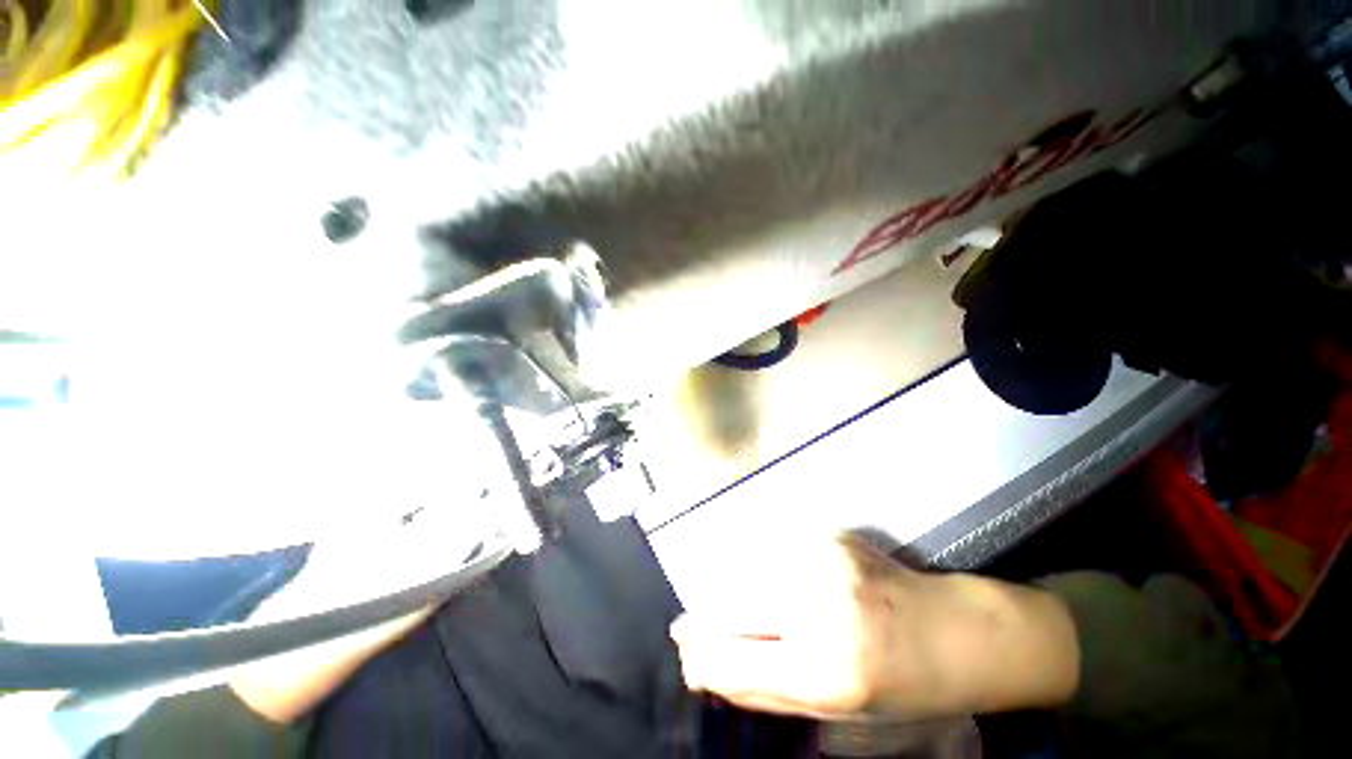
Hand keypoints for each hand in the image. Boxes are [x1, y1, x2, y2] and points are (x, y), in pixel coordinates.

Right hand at [669, 535, 1079, 720]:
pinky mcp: (834, 535)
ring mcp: (828, 561)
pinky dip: (767, 567)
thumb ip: (764, 689)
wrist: (960, 633)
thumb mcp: (833, 711)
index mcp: (827, 673)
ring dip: (739, 588)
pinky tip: (785, 580)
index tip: (682, 642)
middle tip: (696, 623)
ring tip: (752, 605)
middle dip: (709, 614)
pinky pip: (777, 551)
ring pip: (751, 570)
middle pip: (735, 603)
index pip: (735, 659)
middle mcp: (821, 609)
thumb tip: (704, 669)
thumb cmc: (901, 687)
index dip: (701, 650)